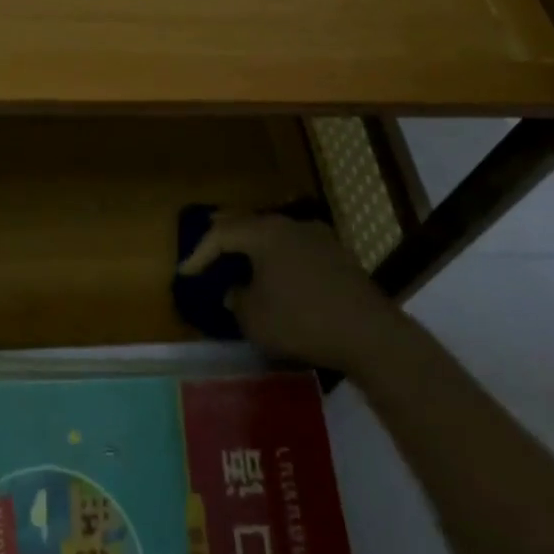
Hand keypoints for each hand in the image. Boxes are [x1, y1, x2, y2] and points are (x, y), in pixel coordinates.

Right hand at [180, 211, 403, 373]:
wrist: (368, 332)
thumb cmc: (302, 321)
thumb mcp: (255, 319)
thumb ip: (236, 300)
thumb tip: (234, 289)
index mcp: (264, 233)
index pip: (221, 235)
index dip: (199, 254)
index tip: (185, 273)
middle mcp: (288, 224)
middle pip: (247, 222)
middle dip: (225, 233)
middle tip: (206, 240)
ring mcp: (316, 235)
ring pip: (273, 231)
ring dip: (253, 242)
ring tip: (239, 254)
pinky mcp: (335, 252)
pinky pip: (294, 244)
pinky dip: (277, 253)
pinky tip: (277, 268)